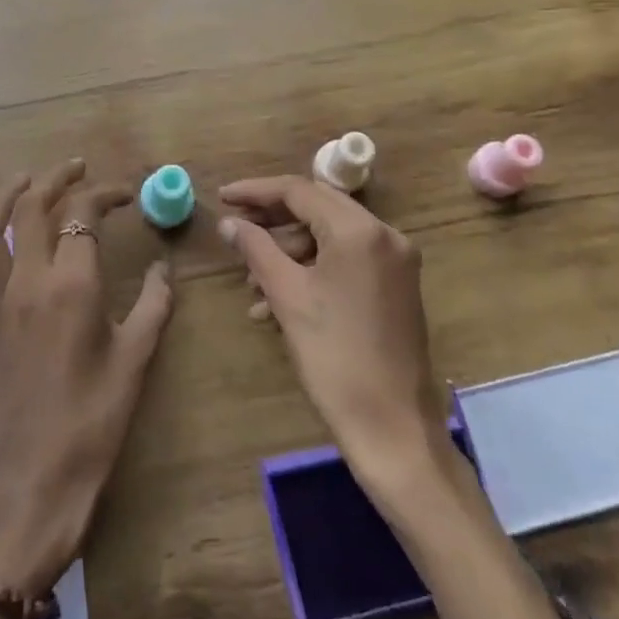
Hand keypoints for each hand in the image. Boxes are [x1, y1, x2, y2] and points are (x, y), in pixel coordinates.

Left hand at [0, 160, 173, 598]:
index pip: (82, 214)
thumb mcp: (137, 360)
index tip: (126, 194)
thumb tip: (164, 268)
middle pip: (30, 210)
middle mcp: (27, 285)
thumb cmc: (95, 423)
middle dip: (52, 179)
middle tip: (74, 169)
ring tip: (21, 183)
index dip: (105, 193)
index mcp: (71, 286)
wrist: (37, 486)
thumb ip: (155, 305)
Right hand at [217, 176, 444, 483]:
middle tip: (235, 231)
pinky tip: (278, 302)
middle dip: (272, 220)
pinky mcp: (396, 286)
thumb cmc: (334, 357)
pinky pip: (346, 261)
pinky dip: (312, 270)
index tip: (222, 198)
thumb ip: (256, 249)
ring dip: (289, 251)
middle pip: (317, 208)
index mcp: (360, 231)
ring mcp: (395, 261)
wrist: (392, 427)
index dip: (256, 192)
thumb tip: (229, 223)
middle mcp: (385, 235)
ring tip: (252, 284)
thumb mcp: (288, 296)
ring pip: (330, 236)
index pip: (299, 191)